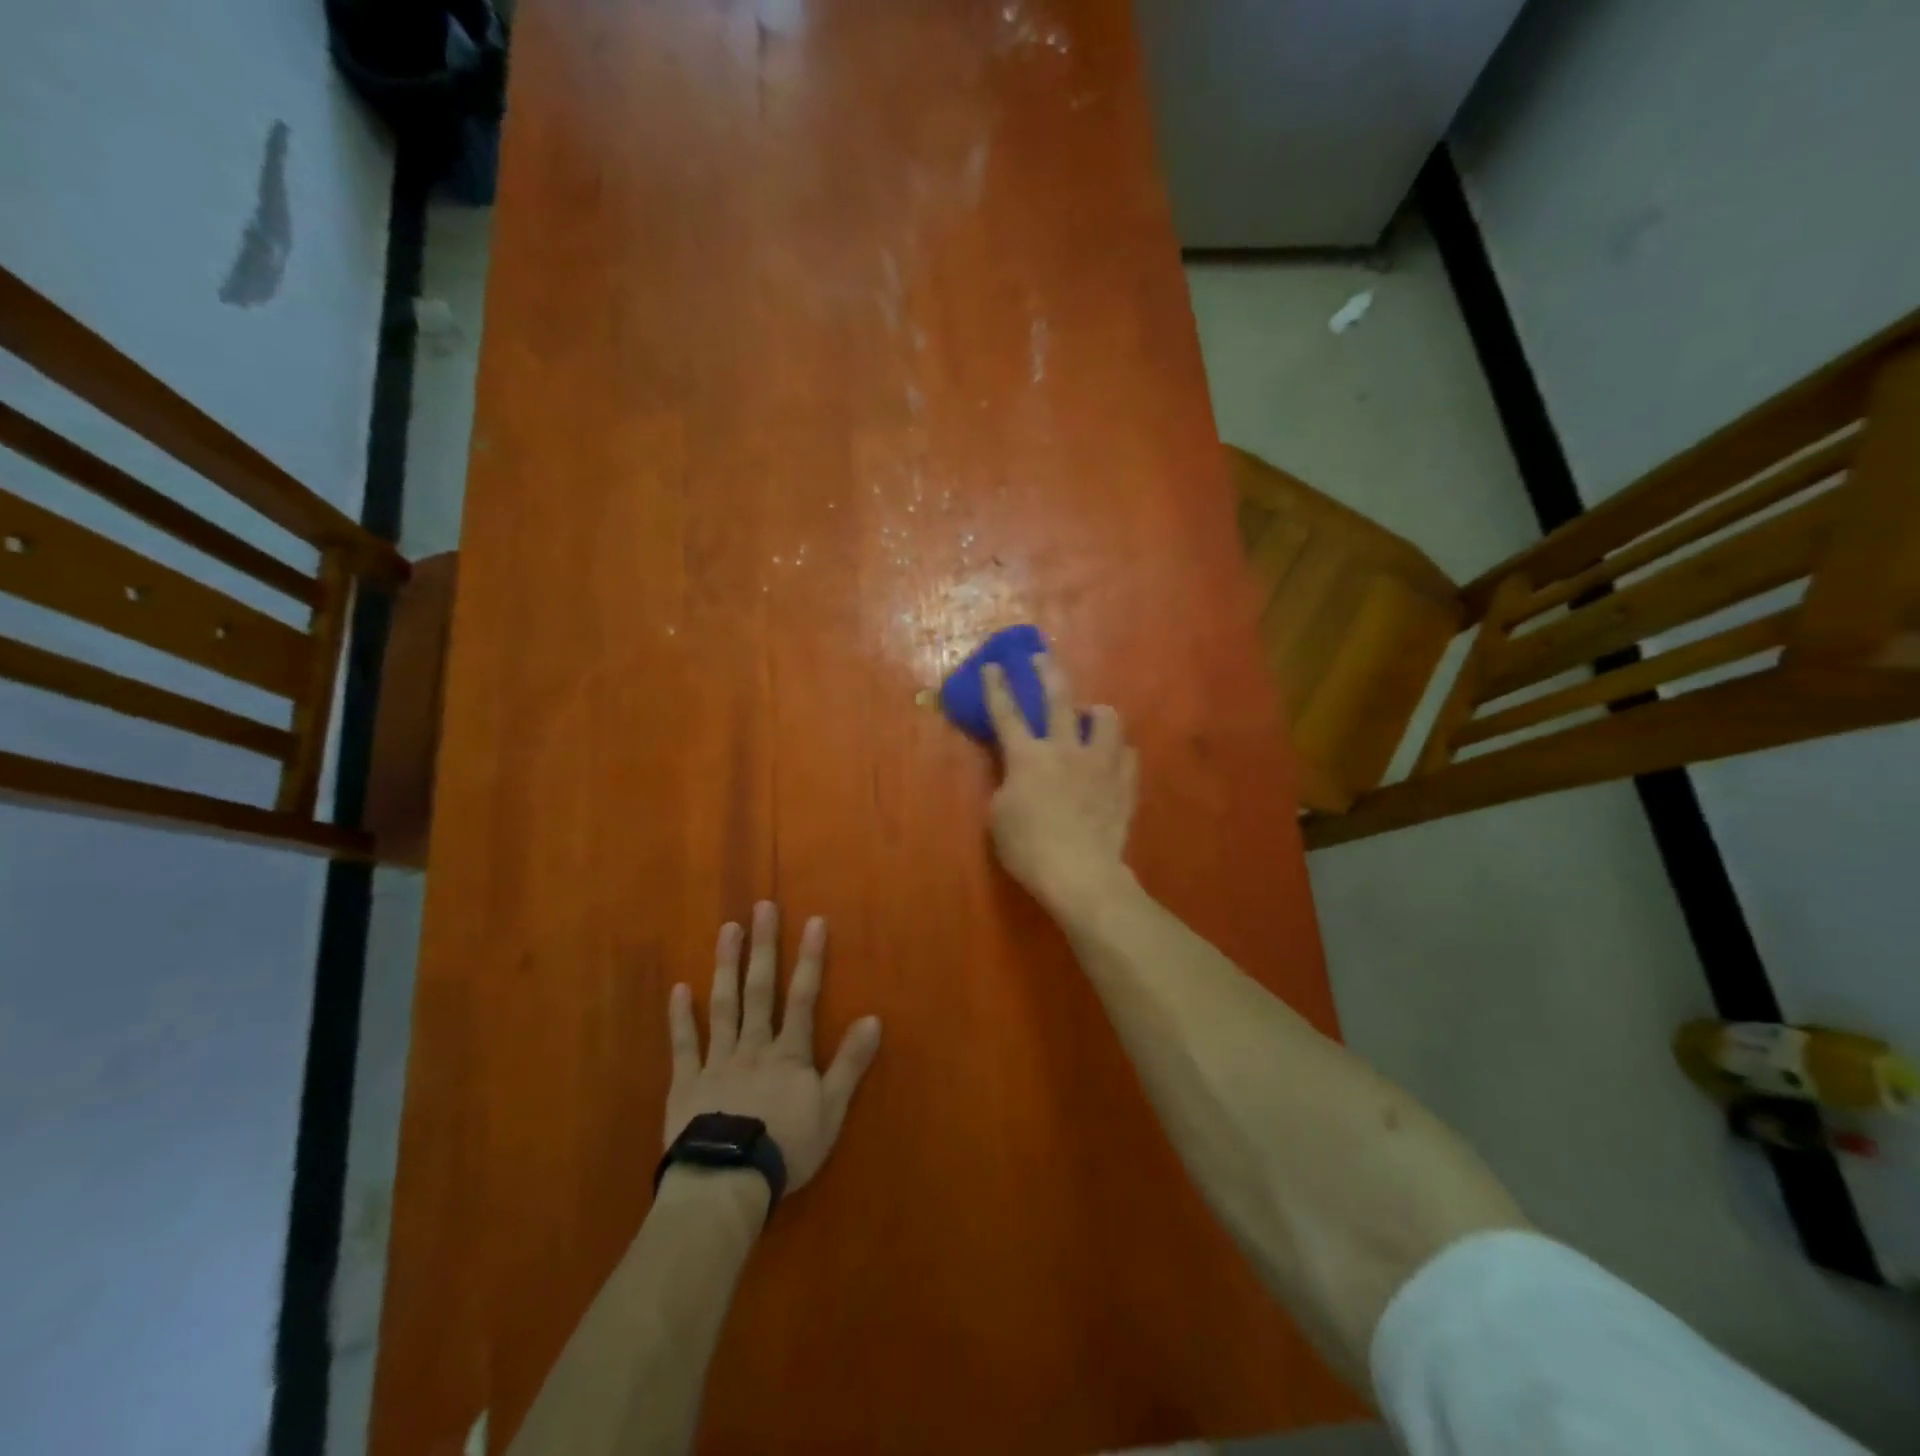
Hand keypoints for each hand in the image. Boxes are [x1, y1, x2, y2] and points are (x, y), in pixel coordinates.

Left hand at [665, 901, 882, 1194]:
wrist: (727, 1182)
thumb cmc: (786, 1147)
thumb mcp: (831, 1110)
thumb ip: (850, 1063)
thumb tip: (873, 1019)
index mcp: (788, 1054)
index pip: (804, 998)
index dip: (811, 959)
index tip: (814, 921)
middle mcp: (753, 1046)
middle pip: (761, 990)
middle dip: (764, 947)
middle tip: (762, 907)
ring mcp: (717, 1062)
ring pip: (723, 1006)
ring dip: (726, 966)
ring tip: (727, 929)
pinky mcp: (687, 1084)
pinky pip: (684, 1045)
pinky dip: (681, 1017)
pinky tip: (679, 988)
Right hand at [983, 653, 1138, 917]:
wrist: (1080, 873)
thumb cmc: (1029, 848)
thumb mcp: (998, 817)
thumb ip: (1007, 785)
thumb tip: (1018, 776)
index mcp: (1027, 756)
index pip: (1006, 713)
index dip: (997, 687)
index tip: (994, 666)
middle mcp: (1065, 749)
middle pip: (1058, 698)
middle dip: (1047, 672)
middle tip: (1042, 657)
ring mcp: (1100, 764)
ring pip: (1106, 719)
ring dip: (1096, 712)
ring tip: (1091, 717)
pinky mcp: (1124, 783)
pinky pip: (1128, 755)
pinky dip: (1118, 752)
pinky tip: (1113, 759)